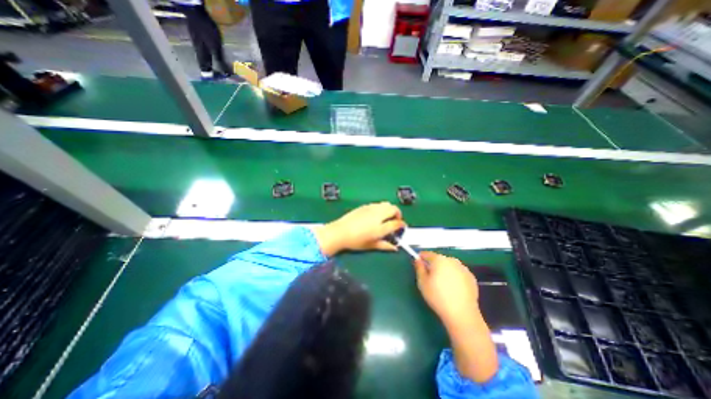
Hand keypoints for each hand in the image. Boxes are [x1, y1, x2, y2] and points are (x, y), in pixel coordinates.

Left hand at [316, 201, 407, 257]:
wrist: (340, 232)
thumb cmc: (355, 241)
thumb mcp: (371, 245)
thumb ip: (385, 246)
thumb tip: (395, 248)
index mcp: (380, 227)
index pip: (397, 223)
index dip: (402, 225)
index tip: (402, 227)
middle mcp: (378, 216)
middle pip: (394, 209)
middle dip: (398, 214)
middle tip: (395, 220)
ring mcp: (371, 209)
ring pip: (386, 204)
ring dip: (390, 209)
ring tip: (386, 216)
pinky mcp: (365, 206)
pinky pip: (377, 204)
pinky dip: (381, 207)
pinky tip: (376, 214)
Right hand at [415, 252, 478, 326]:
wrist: (462, 314)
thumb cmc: (438, 297)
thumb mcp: (422, 282)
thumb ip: (419, 268)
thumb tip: (418, 260)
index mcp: (439, 259)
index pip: (427, 254)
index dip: (421, 258)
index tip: (419, 265)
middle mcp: (452, 260)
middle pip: (439, 259)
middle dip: (434, 265)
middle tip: (430, 278)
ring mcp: (463, 268)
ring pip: (449, 266)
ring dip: (445, 270)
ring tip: (442, 285)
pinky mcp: (471, 277)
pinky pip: (458, 273)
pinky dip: (454, 277)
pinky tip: (453, 289)